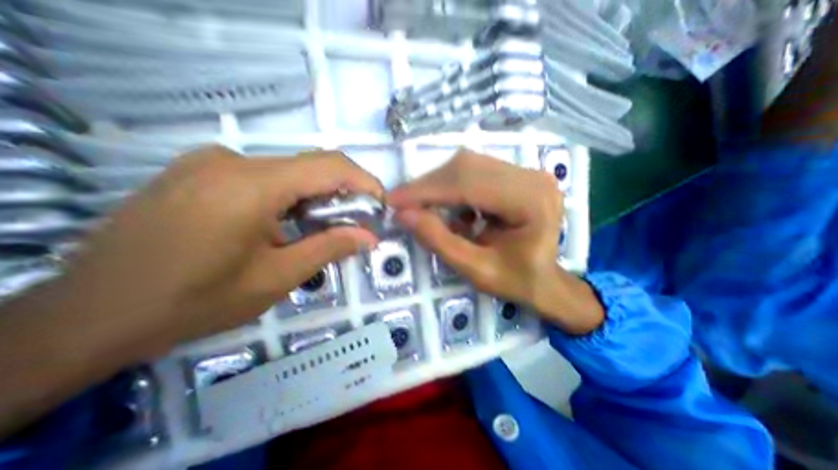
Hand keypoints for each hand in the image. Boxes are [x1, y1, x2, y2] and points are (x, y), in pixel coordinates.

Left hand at [52, 149, 380, 357]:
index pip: (329, 166)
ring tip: (323, 228)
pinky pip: (264, 177)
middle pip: (310, 167)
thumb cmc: (193, 302)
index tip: (380, 204)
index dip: (364, 181)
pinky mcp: (200, 171)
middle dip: (343, 194)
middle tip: (356, 224)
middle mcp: (232, 160)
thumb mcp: (276, 278)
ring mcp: (211, 162)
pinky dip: (290, 197)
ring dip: (315, 198)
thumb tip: (370, 237)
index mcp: (251, 184)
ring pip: (288, 172)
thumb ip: (329, 249)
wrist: (89, 316)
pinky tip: (286, 223)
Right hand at [386, 151, 603, 334]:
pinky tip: (448, 207)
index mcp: (531, 201)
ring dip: (437, 185)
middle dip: (428, 186)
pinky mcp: (516, 175)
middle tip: (401, 203)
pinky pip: (474, 172)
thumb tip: (403, 214)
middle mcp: (532, 177)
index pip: (469, 184)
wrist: (546, 280)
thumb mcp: (476, 270)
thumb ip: (439, 241)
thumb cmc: (517, 281)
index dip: (426, 190)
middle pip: (467, 167)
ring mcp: (526, 172)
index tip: (393, 200)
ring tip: (420, 206)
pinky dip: (452, 187)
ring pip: (468, 165)